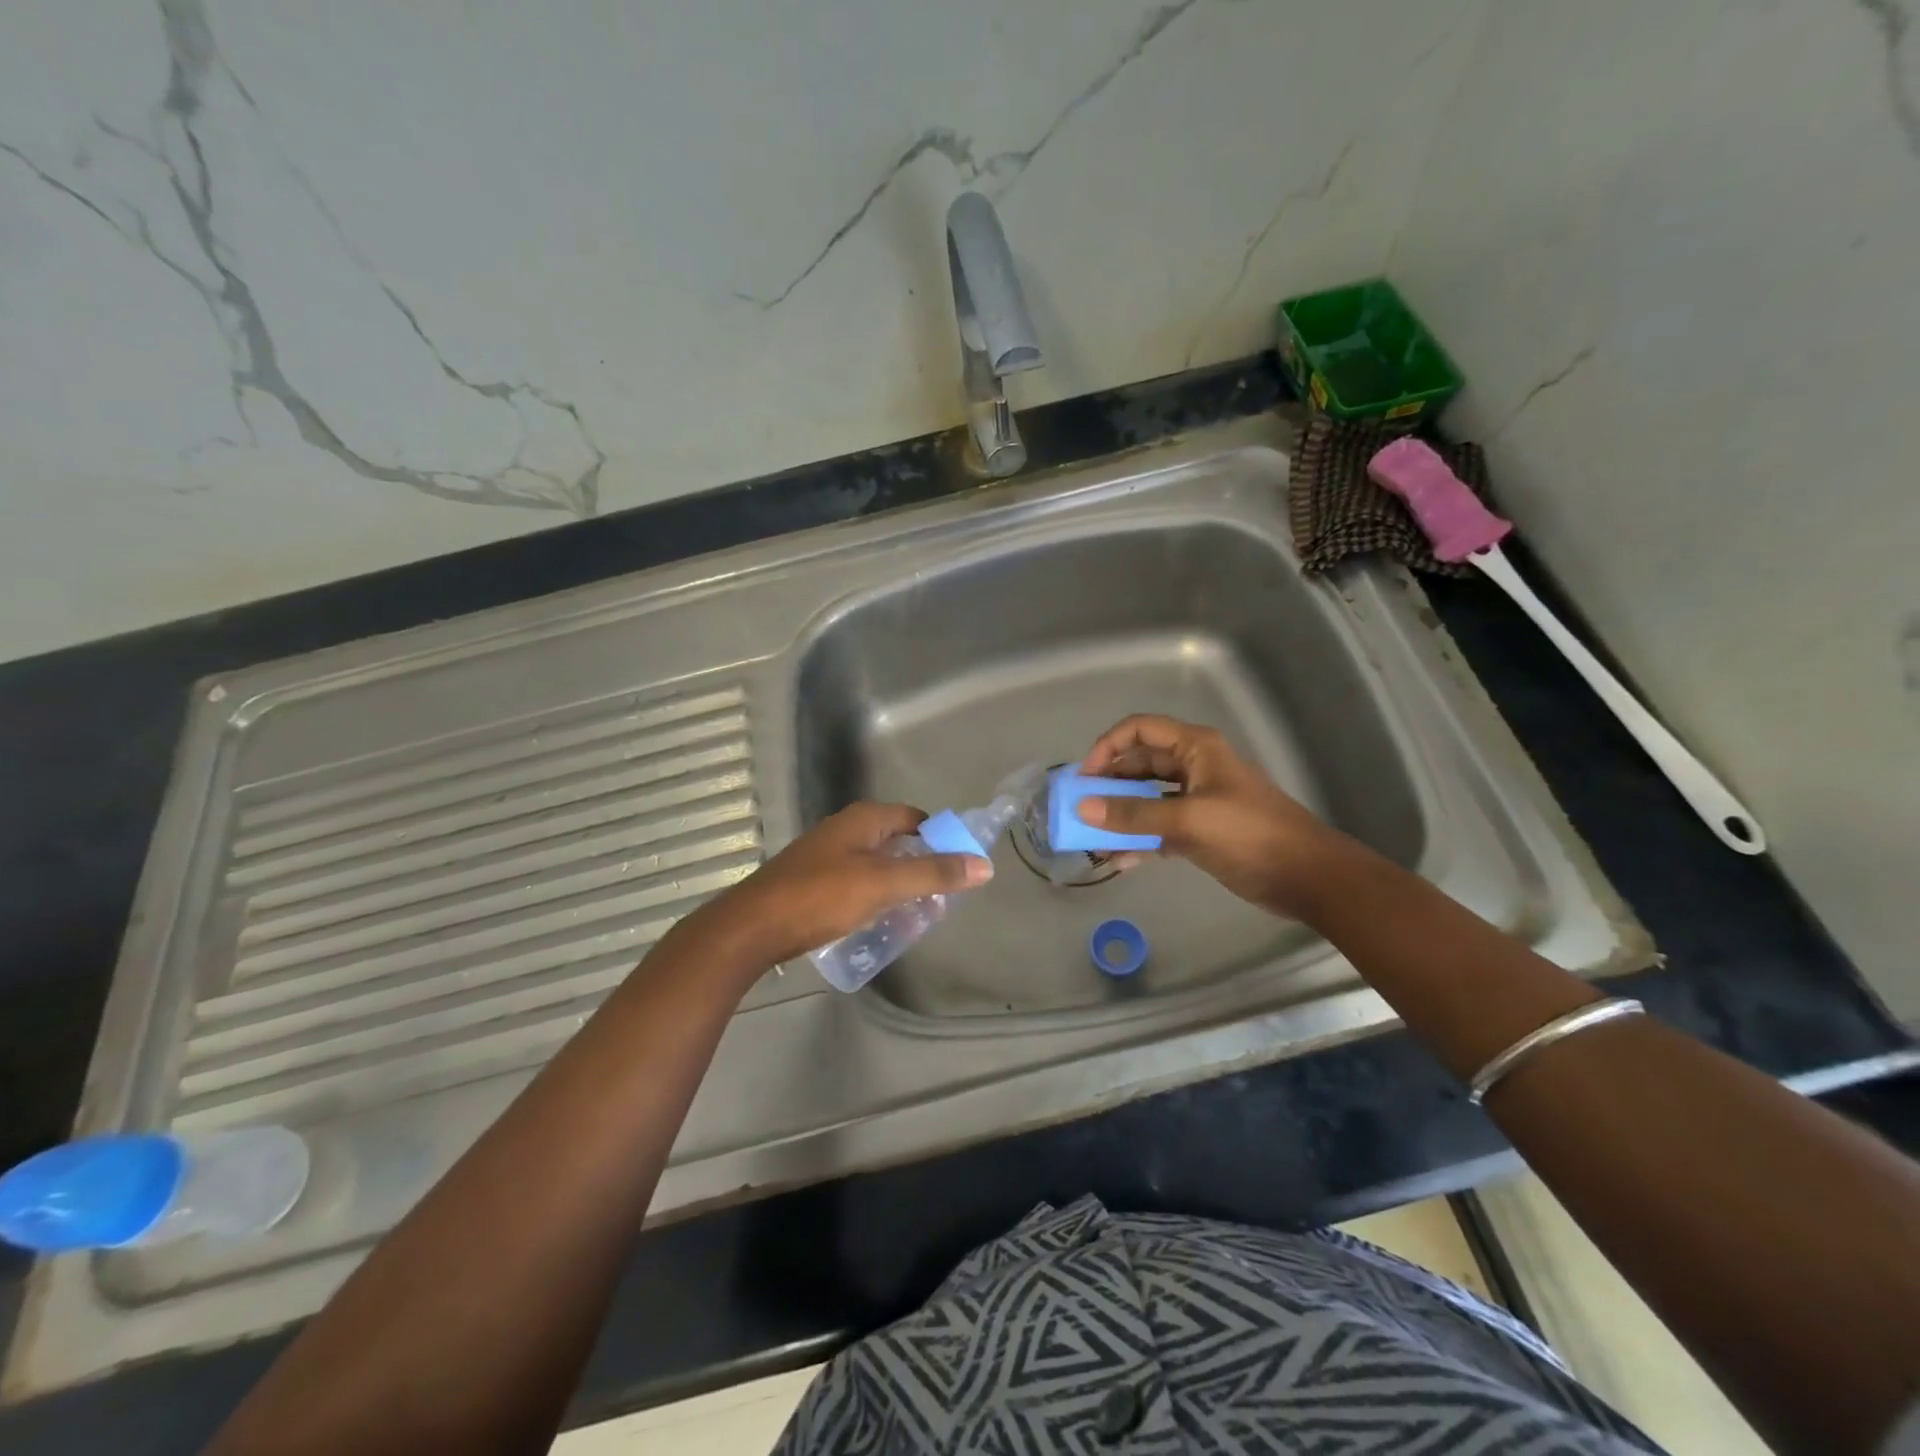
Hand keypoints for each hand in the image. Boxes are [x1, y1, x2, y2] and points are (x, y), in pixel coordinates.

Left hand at [686, 802, 991, 970]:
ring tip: (917, 916)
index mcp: (863, 819)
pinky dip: (875, 898)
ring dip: (899, 886)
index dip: (941, 839)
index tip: (960, 868)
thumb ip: (934, 873)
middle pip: (897, 842)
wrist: (753, 927)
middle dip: (922, 867)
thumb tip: (983, 865)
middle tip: (942, 898)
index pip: (916, 819)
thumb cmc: (821, 896)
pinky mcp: (813, 882)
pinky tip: (879, 923)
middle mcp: (845, 830)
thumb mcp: (884, 884)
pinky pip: (857, 883)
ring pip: (876, 865)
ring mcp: (826, 856)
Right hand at [1078, 714, 1344, 919]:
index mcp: (1195, 748)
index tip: (1085, 778)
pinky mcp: (1199, 830)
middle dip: (1108, 785)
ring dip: (1120, 815)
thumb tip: (1083, 808)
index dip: (1108, 747)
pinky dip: (1138, 839)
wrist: (1307, 877)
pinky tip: (1119, 860)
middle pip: (1139, 764)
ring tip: (1092, 839)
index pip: (1139, 730)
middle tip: (1080, 810)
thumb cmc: (1250, 835)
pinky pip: (1157, 827)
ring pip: (1146, 798)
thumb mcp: (1188, 821)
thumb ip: (1134, 814)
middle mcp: (1192, 767)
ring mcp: (1196, 799)